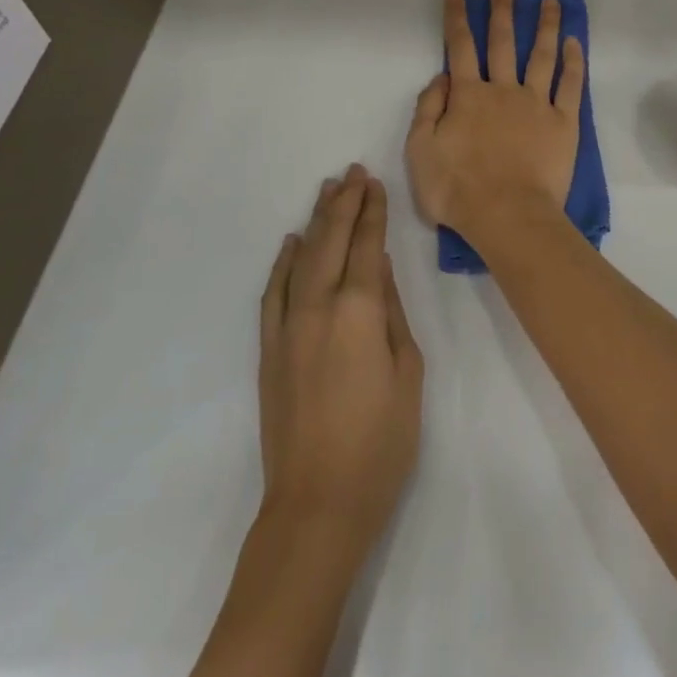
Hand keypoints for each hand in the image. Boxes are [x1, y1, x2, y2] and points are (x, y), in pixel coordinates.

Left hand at [258, 166, 423, 550]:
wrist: (318, 504)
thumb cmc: (381, 441)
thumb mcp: (407, 371)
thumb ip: (392, 312)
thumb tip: (378, 267)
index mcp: (359, 311)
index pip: (365, 245)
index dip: (371, 211)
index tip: (374, 182)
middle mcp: (318, 307)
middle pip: (331, 241)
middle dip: (344, 203)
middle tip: (352, 172)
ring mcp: (288, 328)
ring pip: (301, 259)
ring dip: (316, 222)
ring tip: (327, 191)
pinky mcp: (269, 350)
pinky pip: (273, 293)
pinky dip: (282, 263)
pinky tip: (291, 242)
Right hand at [404, 0, 585, 244]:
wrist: (507, 215)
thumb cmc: (458, 189)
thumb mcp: (420, 151)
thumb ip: (427, 110)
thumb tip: (441, 78)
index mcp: (468, 96)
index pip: (460, 48)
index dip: (457, 18)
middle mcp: (503, 90)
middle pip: (502, 42)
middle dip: (502, 10)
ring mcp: (536, 103)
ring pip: (541, 55)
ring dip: (545, 26)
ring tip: (550, 1)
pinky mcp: (563, 122)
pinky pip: (570, 86)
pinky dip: (573, 62)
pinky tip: (574, 42)